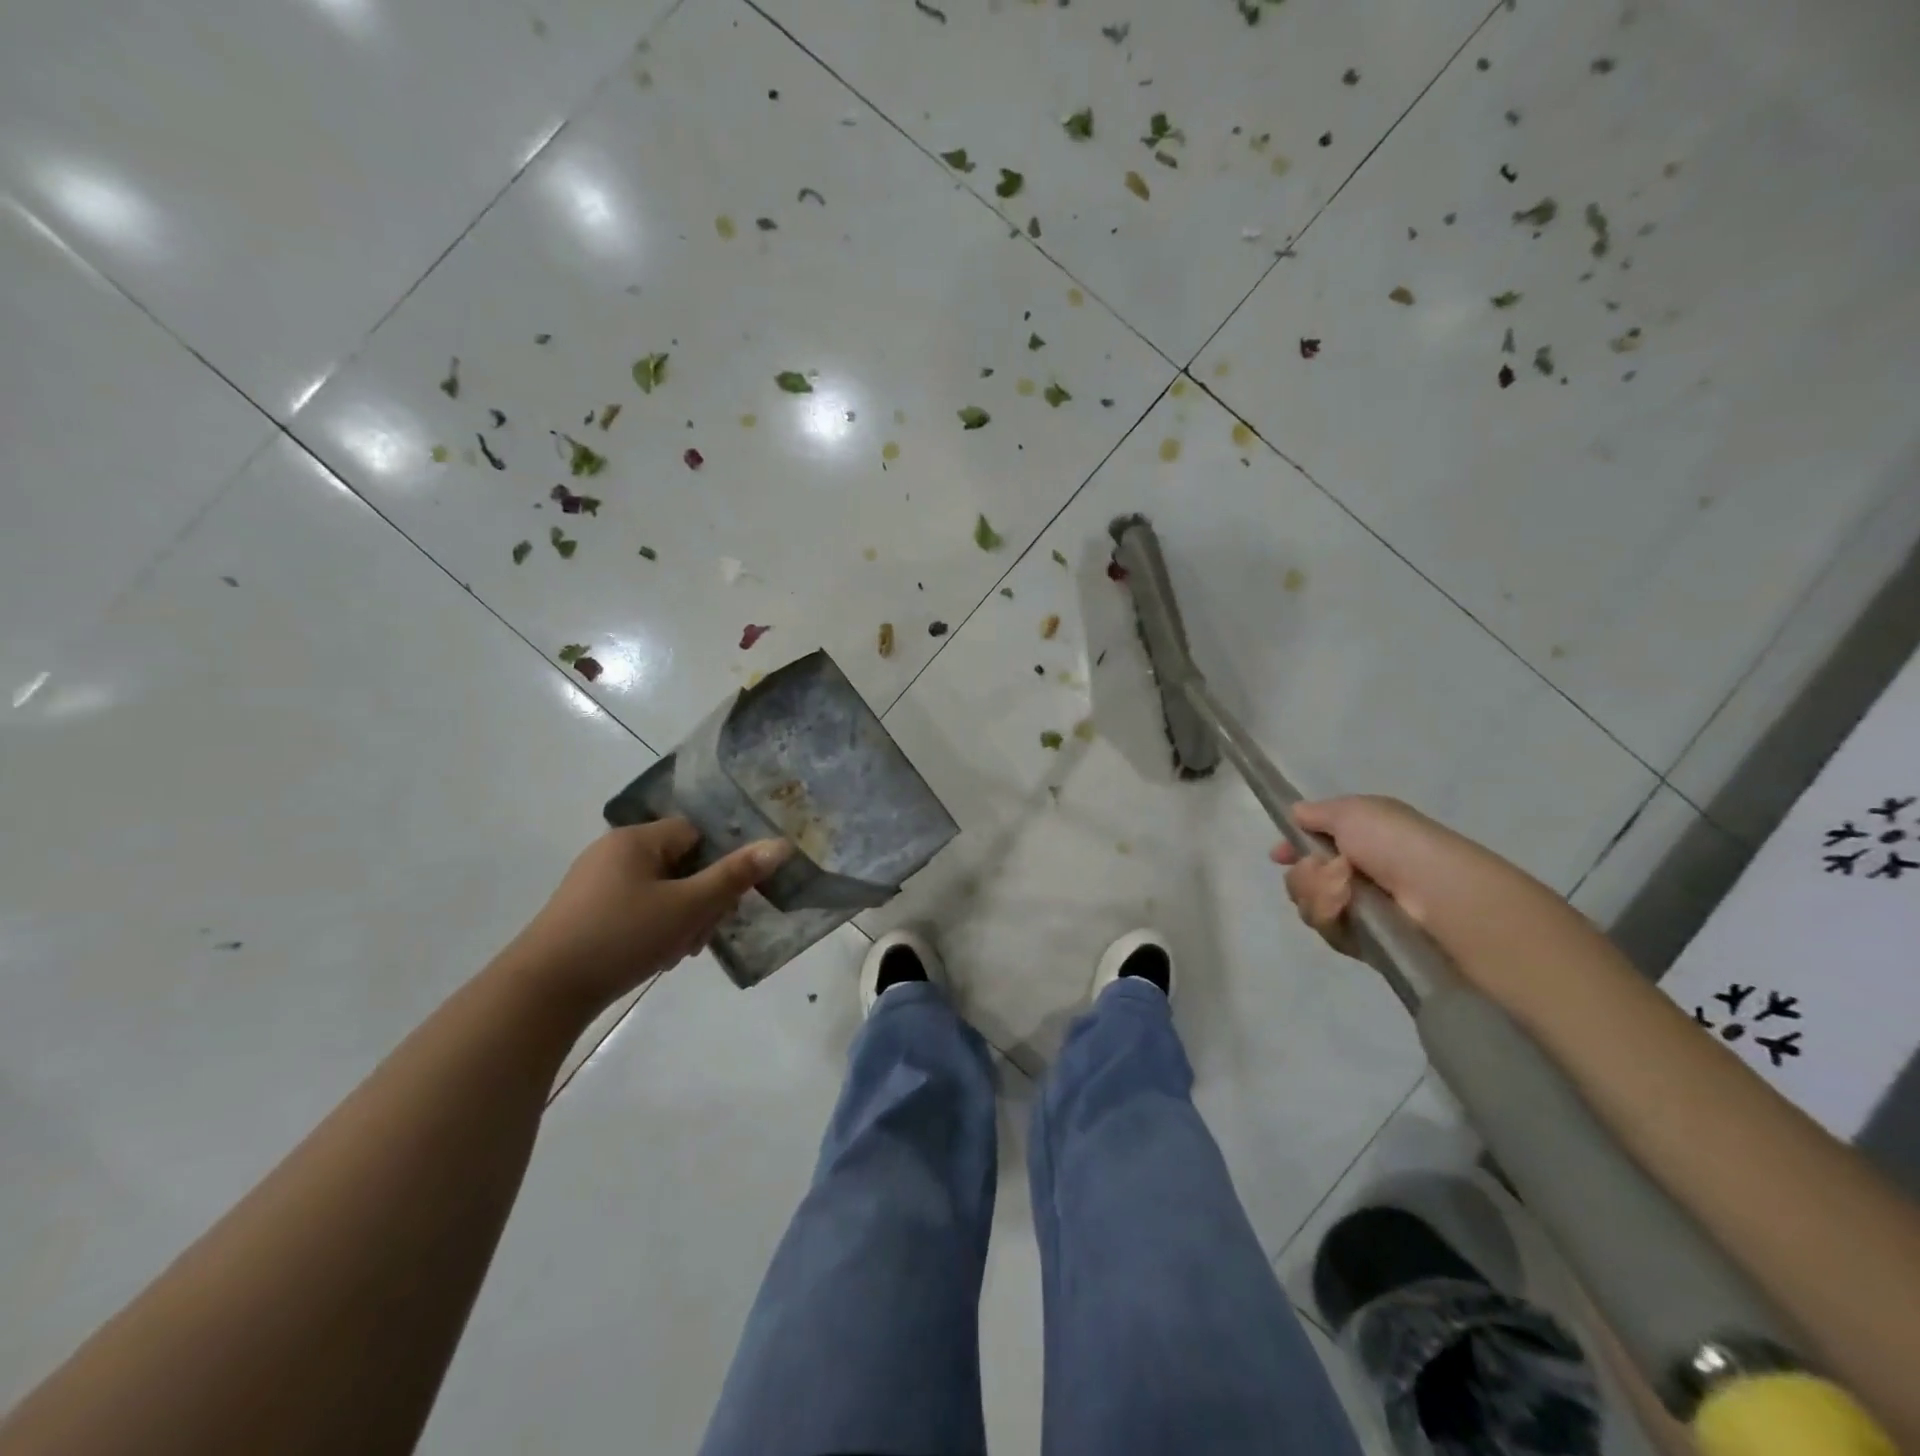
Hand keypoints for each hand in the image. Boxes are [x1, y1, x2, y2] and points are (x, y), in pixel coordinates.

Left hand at [503, 820, 791, 1010]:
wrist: (542, 992)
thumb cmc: (621, 936)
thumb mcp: (688, 906)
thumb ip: (735, 875)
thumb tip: (781, 844)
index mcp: (635, 839)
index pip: (696, 834)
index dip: (718, 864)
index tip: (723, 901)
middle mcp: (612, 852)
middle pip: (680, 864)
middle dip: (700, 899)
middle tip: (702, 934)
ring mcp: (594, 883)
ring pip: (660, 891)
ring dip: (680, 918)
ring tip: (678, 952)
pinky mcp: (584, 913)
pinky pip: (635, 909)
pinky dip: (653, 929)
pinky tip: (656, 957)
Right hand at [1270, 795, 1502, 958]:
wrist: (1436, 893)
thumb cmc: (1396, 843)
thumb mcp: (1353, 811)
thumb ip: (1318, 812)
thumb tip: (1296, 813)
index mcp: (1359, 841)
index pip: (1311, 846)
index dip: (1291, 849)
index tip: (1278, 855)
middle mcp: (1356, 875)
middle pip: (1301, 877)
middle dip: (1304, 874)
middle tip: (1323, 870)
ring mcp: (1357, 909)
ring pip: (1307, 902)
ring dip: (1317, 892)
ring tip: (1344, 889)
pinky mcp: (1360, 940)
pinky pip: (1324, 928)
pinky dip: (1330, 914)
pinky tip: (1347, 908)